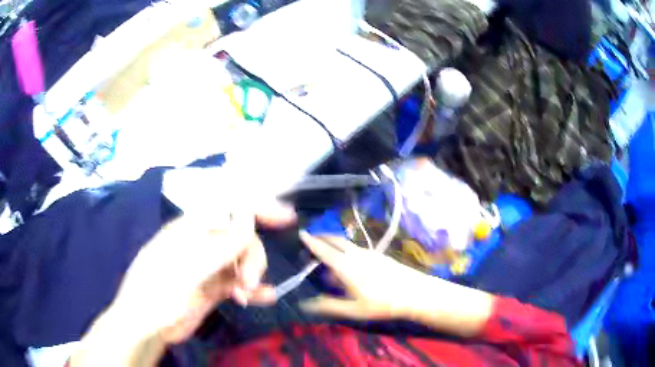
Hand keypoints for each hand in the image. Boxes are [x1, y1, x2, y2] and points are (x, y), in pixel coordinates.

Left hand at [105, 206, 294, 344]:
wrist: (146, 325)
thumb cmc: (159, 290)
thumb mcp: (189, 267)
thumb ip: (220, 244)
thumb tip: (248, 215)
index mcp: (192, 229)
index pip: (228, 209)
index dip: (256, 208)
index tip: (285, 217)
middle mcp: (202, 244)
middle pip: (241, 239)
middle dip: (252, 256)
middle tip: (249, 279)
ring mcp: (208, 267)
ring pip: (242, 261)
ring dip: (251, 275)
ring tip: (247, 294)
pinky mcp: (213, 288)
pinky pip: (239, 283)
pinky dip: (253, 290)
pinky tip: (263, 298)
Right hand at [299, 233, 494, 336]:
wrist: (414, 293)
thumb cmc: (382, 303)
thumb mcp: (353, 310)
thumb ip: (328, 306)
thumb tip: (305, 304)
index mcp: (345, 266)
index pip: (323, 250)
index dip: (311, 242)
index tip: (301, 233)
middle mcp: (355, 254)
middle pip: (334, 240)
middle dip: (321, 237)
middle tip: (312, 238)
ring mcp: (369, 253)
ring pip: (346, 242)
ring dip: (333, 241)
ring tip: (327, 247)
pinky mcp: (379, 255)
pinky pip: (356, 247)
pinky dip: (346, 247)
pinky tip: (350, 258)